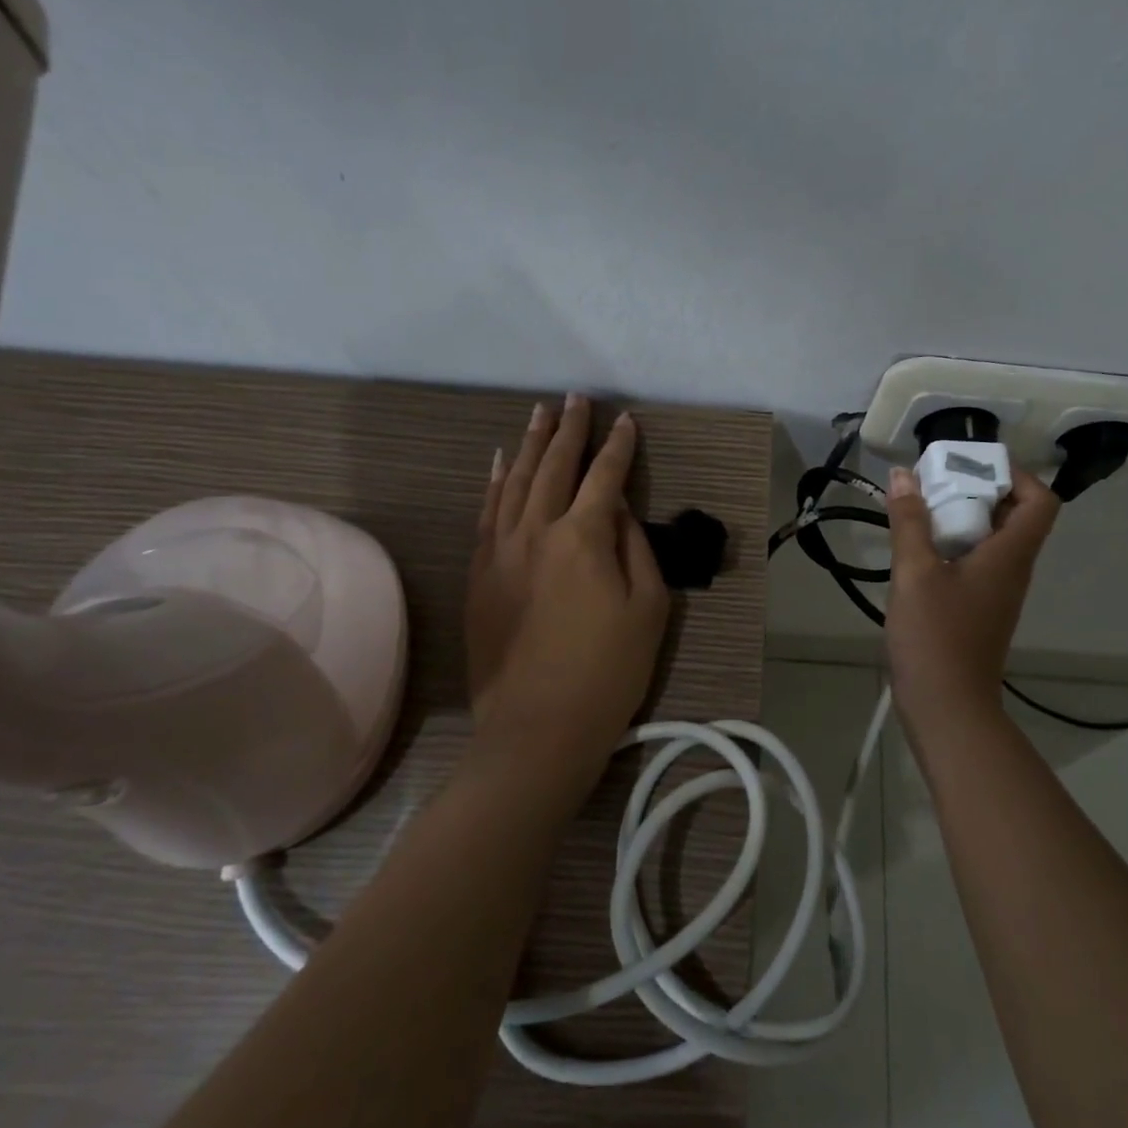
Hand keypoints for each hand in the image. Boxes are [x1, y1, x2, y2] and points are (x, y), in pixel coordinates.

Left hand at [467, 395, 669, 788]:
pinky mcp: (480, 573)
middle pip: (553, 467)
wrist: (538, 729)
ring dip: (528, 444)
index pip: (604, 477)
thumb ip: (634, 549)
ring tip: (539, 413)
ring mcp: (500, 551)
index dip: (618, 447)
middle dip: (568, 430)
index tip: (626, 420)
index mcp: (583, 538)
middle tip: (576, 398)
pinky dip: (493, 482)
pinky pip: (485, 513)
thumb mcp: (647, 609)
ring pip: (513, 482)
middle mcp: (536, 531)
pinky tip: (498, 462)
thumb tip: (618, 512)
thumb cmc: (608, 672)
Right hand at [884, 465, 1060, 730]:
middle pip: (1014, 516)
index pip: (1040, 500)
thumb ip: (909, 522)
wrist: (947, 707)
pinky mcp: (979, 609)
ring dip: (961, 518)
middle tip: (936, 482)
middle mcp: (1013, 569)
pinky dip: (952, 546)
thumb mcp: (915, 573)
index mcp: (1010, 555)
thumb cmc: (936, 636)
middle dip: (977, 491)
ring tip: (919, 510)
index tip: (973, 464)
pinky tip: (917, 549)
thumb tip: (904, 475)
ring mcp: (996, 592)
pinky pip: (975, 563)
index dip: (1015, 474)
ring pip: (992, 540)